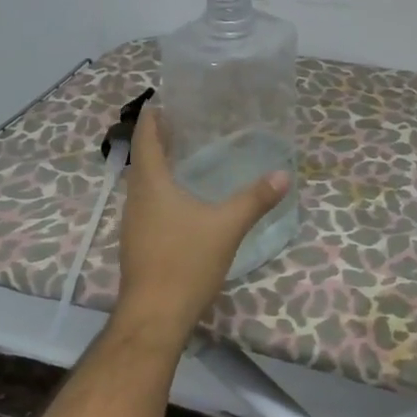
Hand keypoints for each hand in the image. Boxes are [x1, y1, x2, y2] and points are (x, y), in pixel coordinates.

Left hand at [115, 108, 290, 340]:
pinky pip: (147, 204)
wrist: (154, 316)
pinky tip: (182, 201)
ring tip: (186, 156)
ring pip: (143, 184)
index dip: (152, 117)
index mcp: (150, 184)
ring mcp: (132, 223)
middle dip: (159, 139)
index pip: (145, 138)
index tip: (163, 100)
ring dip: (159, 166)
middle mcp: (135, 198)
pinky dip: (161, 191)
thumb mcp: (226, 227)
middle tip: (186, 124)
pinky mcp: (137, 243)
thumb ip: (255, 199)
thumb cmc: (185, 262)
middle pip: (142, 159)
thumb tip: (283, 174)